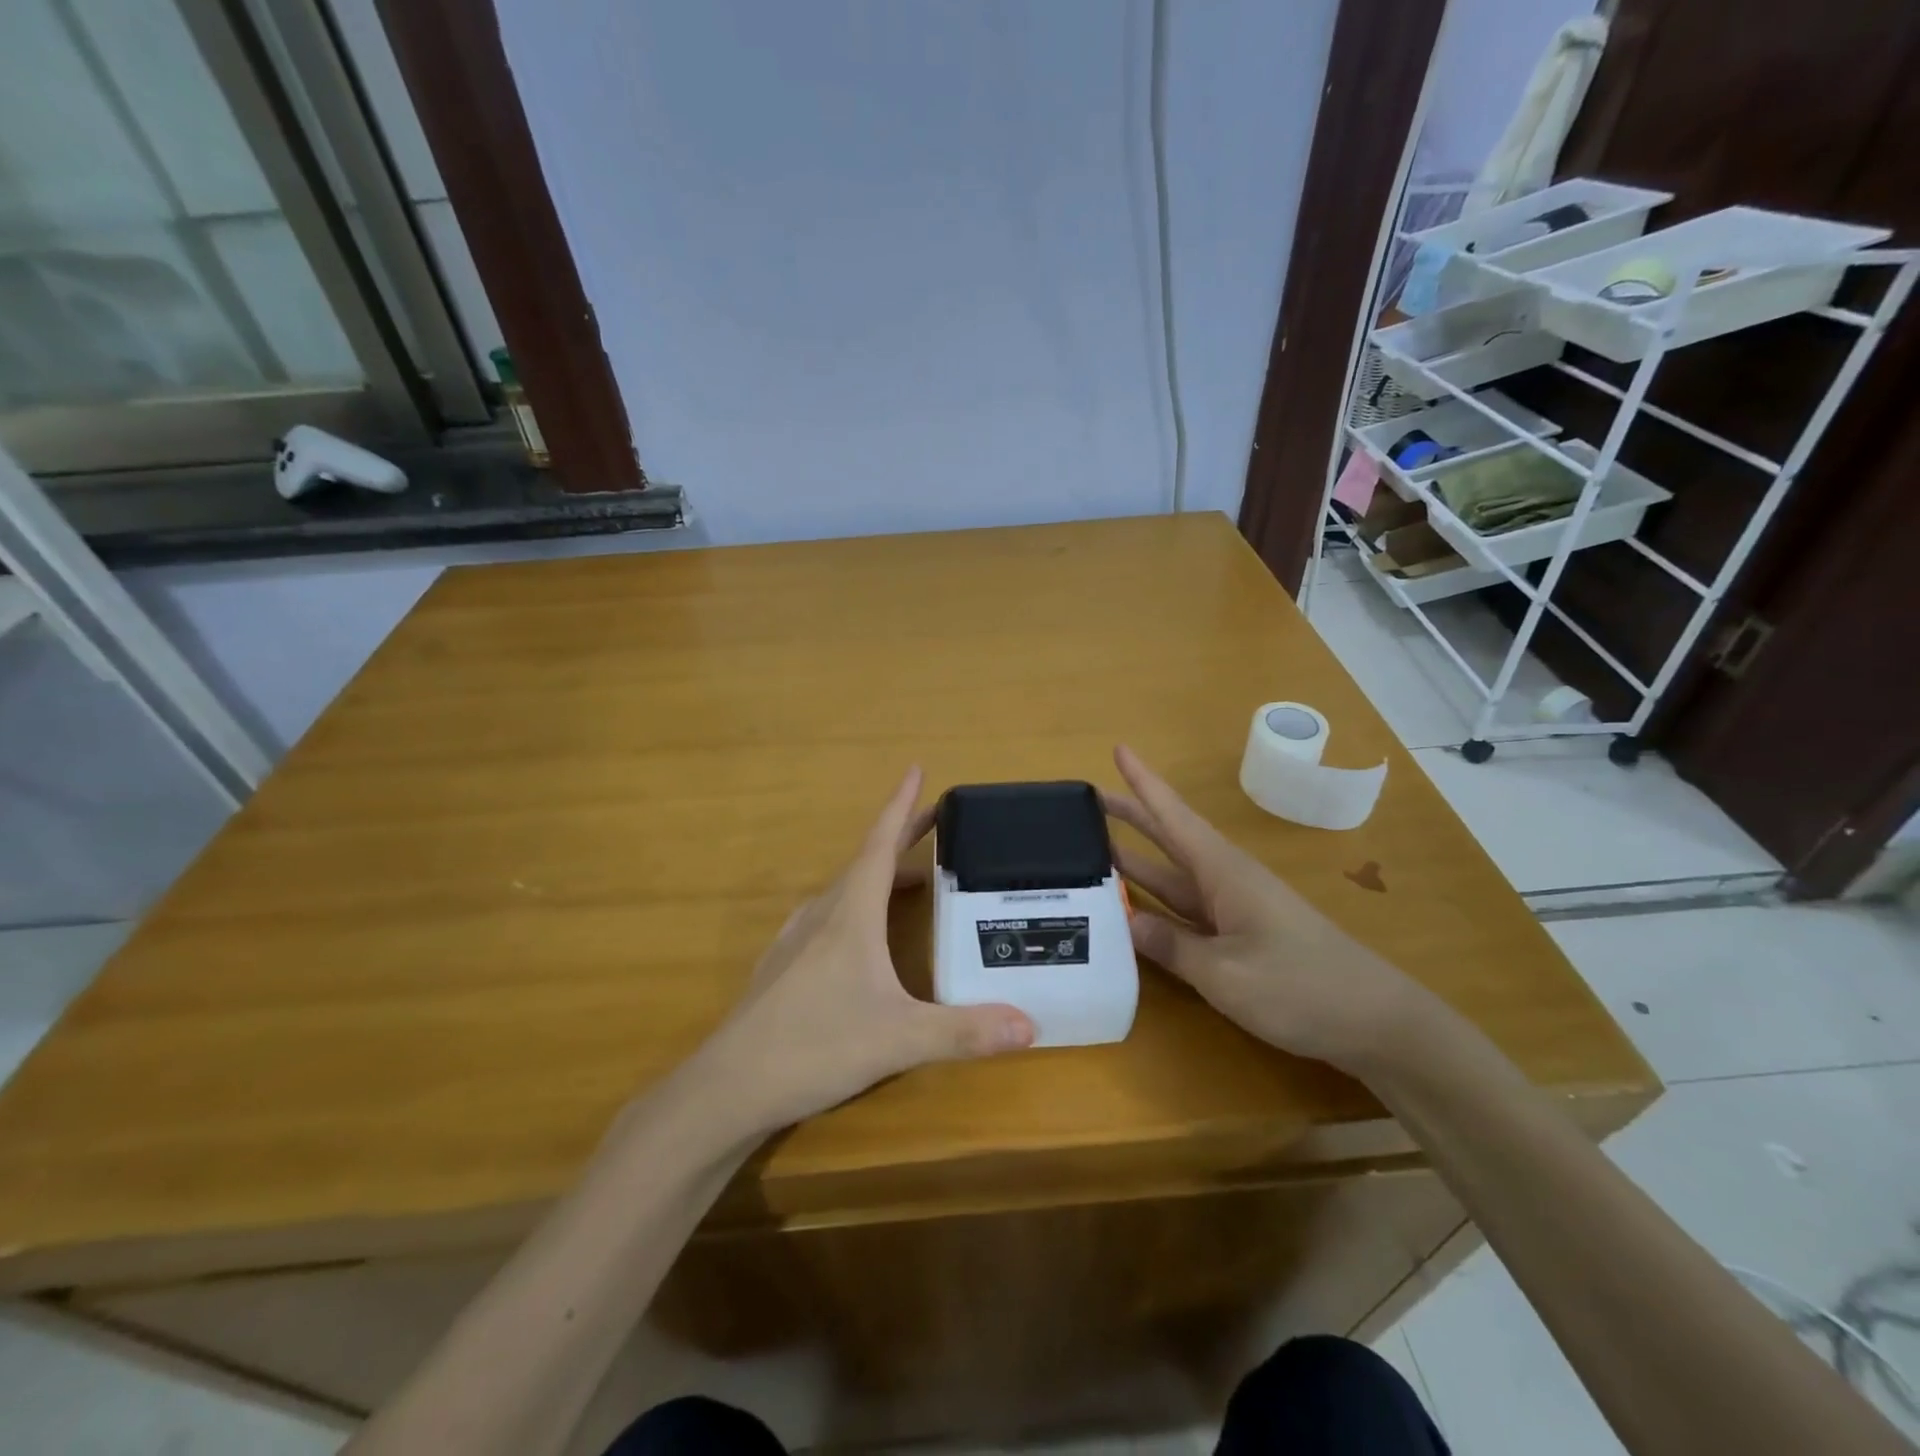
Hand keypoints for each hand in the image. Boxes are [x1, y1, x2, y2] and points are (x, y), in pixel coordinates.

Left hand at [688, 768, 1034, 1138]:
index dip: (900, 806)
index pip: (880, 843)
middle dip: (903, 837)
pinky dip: (858, 907)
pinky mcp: (783, 965)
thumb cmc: (815, 1046)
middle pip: (867, 861)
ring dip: (882, 876)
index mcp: (850, 913)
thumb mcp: (899, 1040)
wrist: (728, 1086)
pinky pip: (829, 917)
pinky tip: (863, 935)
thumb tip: (1031, 1025)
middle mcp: (822, 914)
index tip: (915, 769)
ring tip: (915, 881)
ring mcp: (796, 939)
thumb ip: (964, 1031)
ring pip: (846, 891)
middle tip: (938, 823)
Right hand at [1104, 745, 1432, 1071]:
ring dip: (1135, 862)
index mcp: (1223, 872)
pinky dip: (1153, 906)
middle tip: (1086, 802)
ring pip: (1172, 876)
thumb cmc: (1301, 987)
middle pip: (1169, 838)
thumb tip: (1123, 921)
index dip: (1144, 783)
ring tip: (1092, 849)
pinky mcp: (1237, 938)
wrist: (1375, 1023)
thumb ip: (1171, 946)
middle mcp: (1223, 881)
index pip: (1173, 816)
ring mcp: (1232, 910)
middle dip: (1131, 816)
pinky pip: (1183, 911)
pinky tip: (1128, 912)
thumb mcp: (1226, 973)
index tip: (1118, 749)